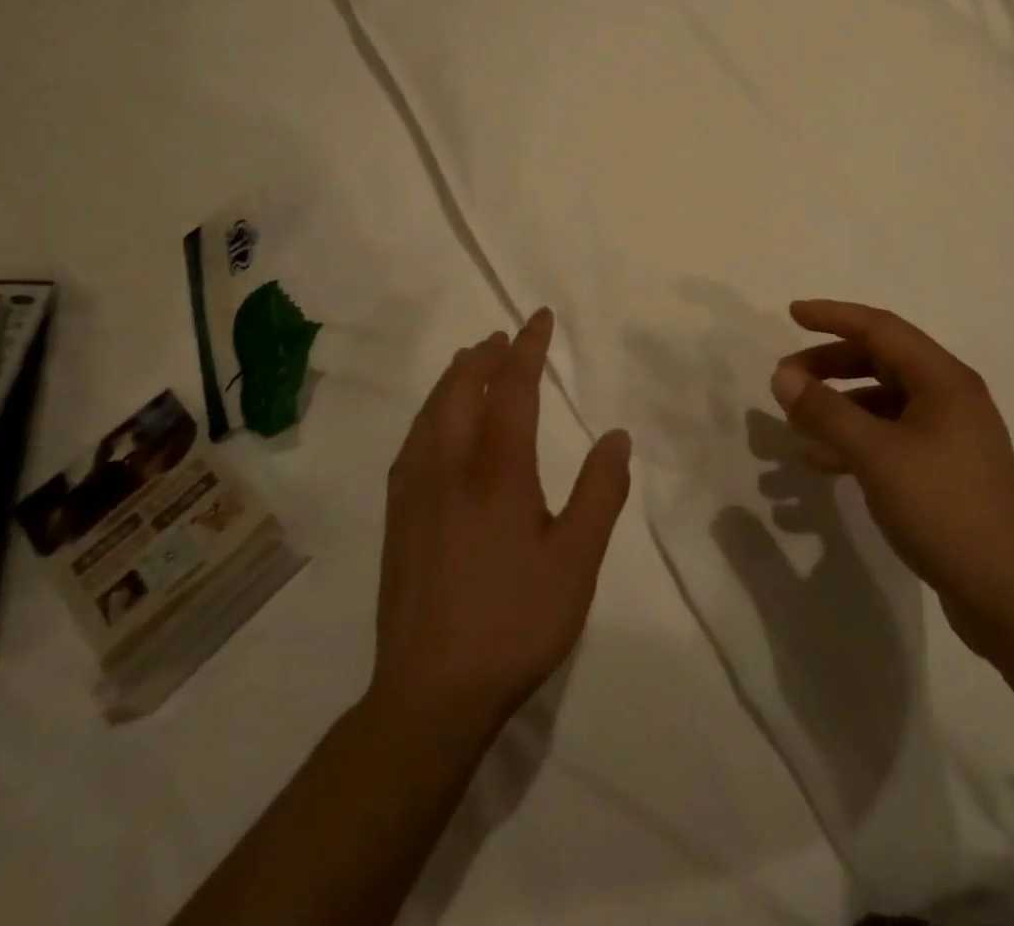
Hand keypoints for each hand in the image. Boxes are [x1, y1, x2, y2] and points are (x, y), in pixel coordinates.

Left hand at [367, 308, 631, 741]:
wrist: (430, 694)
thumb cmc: (515, 621)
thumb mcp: (577, 560)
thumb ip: (601, 492)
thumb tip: (616, 436)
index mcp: (497, 471)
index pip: (511, 389)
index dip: (527, 349)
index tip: (538, 318)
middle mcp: (448, 468)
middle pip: (461, 390)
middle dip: (484, 356)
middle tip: (504, 337)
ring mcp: (415, 492)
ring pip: (431, 413)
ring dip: (454, 378)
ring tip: (471, 361)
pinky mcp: (398, 518)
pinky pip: (414, 440)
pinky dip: (432, 411)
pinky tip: (436, 424)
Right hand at [769, 299, 1013, 657]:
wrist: (1008, 593)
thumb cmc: (944, 508)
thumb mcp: (877, 455)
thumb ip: (826, 412)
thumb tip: (783, 376)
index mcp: (943, 379)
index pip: (881, 328)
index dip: (834, 316)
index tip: (791, 313)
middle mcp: (949, 397)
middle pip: (881, 361)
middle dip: (830, 365)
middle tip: (785, 378)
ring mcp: (948, 435)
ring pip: (881, 402)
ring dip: (838, 406)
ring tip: (795, 422)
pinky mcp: (942, 469)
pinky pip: (888, 437)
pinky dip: (854, 439)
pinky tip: (820, 460)